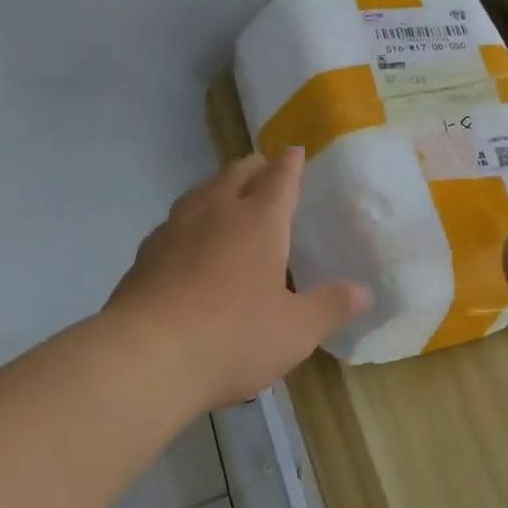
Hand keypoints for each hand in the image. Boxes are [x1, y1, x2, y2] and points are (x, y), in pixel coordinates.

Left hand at [108, 148, 369, 411]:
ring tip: (226, 194)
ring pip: (200, 191)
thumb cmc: (234, 336)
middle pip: (236, 173)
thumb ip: (330, 307)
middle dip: (254, 166)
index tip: (294, 150)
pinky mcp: (145, 253)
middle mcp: (216, 212)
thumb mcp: (296, 331)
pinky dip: (189, 219)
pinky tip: (186, 239)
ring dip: (218, 186)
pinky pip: (173, 221)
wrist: (145, 356)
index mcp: (259, 220)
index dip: (290, 163)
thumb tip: (363, 291)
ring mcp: (175, 229)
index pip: (280, 178)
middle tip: (265, 167)